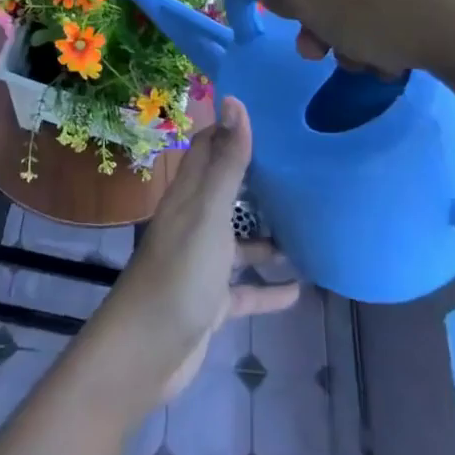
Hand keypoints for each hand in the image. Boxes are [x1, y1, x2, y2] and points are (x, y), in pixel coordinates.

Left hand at [90, 98, 298, 405]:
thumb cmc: (179, 275)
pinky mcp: (210, 301)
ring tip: (309, 226)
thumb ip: (226, 163)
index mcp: (189, 196)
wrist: (145, 354)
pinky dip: (269, 288)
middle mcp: (194, 222)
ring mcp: (202, 263)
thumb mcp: (208, 215)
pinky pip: (245, 289)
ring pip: (238, 241)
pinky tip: (299, 290)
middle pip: (226, 189)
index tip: (272, 117)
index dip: (233, 129)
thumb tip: (235, 100)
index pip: (208, 148)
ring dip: (268, 235)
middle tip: (302, 166)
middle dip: (258, 177)